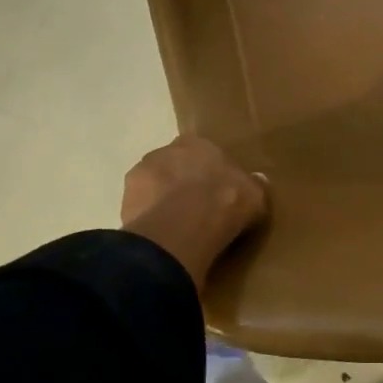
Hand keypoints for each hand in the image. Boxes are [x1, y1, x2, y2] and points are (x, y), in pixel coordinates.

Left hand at [120, 136, 267, 288]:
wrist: (184, 227)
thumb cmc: (225, 200)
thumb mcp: (255, 194)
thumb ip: (253, 185)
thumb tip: (257, 181)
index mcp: (196, 142)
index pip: (202, 152)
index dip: (209, 172)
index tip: (217, 191)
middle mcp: (164, 151)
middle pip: (174, 167)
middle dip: (182, 184)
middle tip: (197, 210)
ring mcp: (140, 176)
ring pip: (154, 188)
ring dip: (162, 202)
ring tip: (178, 229)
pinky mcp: (124, 203)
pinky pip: (142, 211)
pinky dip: (150, 222)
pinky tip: (163, 239)